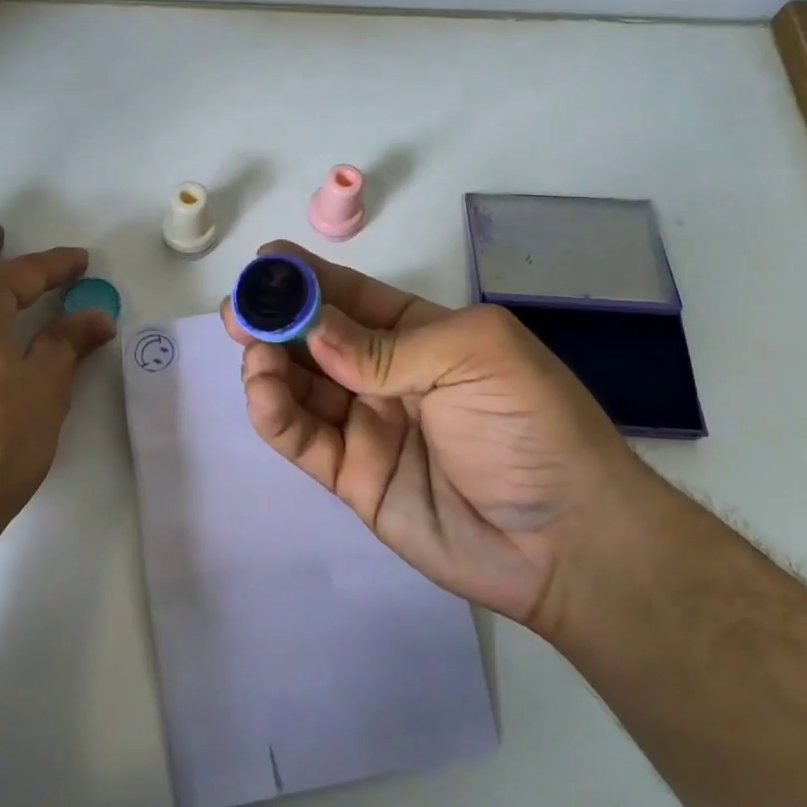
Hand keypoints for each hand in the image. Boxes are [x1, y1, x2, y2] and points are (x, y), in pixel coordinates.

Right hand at [221, 241, 655, 636]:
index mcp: (421, 334)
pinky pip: (303, 438)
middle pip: (316, 340)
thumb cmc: (532, 427)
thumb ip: (387, 346)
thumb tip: (314, 331)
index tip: (264, 264)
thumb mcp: (474, 357)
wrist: (568, 541)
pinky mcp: (351, 476)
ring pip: (300, 387)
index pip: (351, 297)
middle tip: (239, 312)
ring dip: (270, 365)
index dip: (307, 279)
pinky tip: (262, 393)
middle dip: (276, 320)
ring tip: (254, 354)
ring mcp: (366, 426)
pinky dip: (275, 414)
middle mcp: (387, 375)